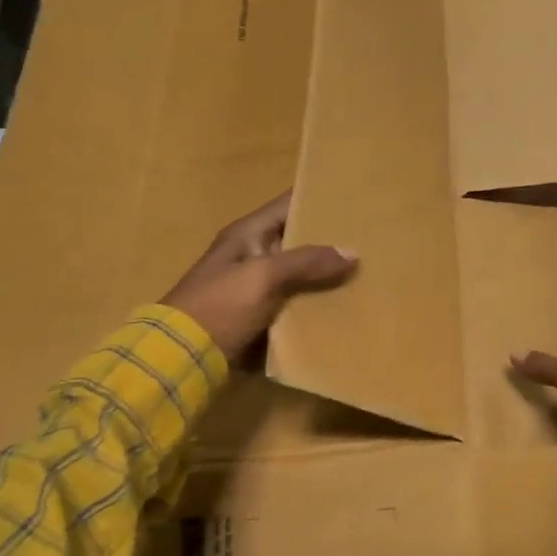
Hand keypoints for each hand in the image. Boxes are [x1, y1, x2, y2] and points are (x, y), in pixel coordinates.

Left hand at [162, 192, 357, 360]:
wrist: (183, 356)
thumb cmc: (220, 306)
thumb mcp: (263, 276)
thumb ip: (306, 262)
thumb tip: (353, 252)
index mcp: (247, 234)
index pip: (288, 205)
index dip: (318, 200)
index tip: (356, 199)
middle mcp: (252, 255)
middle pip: (297, 242)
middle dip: (330, 242)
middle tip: (372, 239)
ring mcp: (256, 289)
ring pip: (300, 276)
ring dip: (326, 277)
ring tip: (368, 272)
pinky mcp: (261, 318)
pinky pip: (295, 305)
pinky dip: (315, 305)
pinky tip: (346, 306)